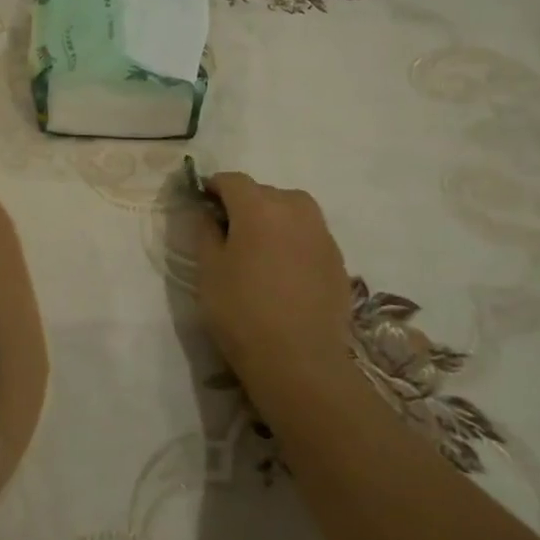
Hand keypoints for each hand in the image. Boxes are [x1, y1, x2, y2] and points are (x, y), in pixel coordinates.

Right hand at [195, 174, 351, 412]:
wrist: (298, 358)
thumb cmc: (241, 310)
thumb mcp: (208, 269)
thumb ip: (205, 232)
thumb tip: (205, 212)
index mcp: (259, 207)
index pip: (233, 181)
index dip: (214, 187)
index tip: (201, 203)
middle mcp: (295, 210)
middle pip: (265, 192)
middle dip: (244, 203)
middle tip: (227, 230)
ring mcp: (322, 234)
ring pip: (292, 210)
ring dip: (273, 218)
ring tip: (257, 248)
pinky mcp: (338, 260)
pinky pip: (309, 235)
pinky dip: (293, 240)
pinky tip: (281, 270)